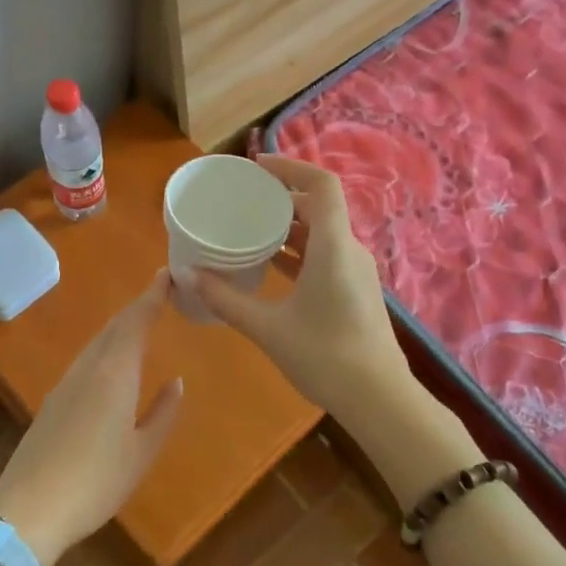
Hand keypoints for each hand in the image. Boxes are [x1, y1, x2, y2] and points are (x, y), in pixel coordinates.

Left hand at [0, 271, 183, 565]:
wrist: (30, 508)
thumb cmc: (96, 481)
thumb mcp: (141, 452)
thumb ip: (162, 414)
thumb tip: (176, 383)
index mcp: (115, 374)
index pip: (136, 322)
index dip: (152, 296)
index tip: (167, 274)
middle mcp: (88, 368)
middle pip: (114, 327)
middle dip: (138, 307)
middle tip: (160, 293)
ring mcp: (66, 383)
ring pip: (97, 343)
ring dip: (120, 327)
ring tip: (141, 322)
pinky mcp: (53, 401)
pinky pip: (86, 360)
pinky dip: (105, 348)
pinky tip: (112, 363)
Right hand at [196, 155, 409, 425]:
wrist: (379, 400)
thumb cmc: (325, 356)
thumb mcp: (267, 327)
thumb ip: (225, 299)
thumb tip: (185, 275)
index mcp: (333, 246)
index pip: (321, 184)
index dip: (290, 166)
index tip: (256, 167)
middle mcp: (349, 250)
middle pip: (319, 205)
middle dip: (282, 196)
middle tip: (244, 199)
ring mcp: (356, 271)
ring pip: (322, 232)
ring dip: (289, 225)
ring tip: (250, 228)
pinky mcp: (355, 290)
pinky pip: (325, 254)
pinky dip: (298, 250)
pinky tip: (270, 264)